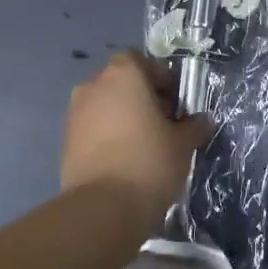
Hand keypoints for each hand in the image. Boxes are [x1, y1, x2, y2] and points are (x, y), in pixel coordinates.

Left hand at [62, 52, 209, 225]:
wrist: (103, 208)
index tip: (176, 104)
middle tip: (163, 125)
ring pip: (106, 106)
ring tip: (145, 145)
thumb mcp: (184, 144)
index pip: (142, 61)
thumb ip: (194, 126)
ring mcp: (75, 114)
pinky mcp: (66, 141)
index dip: (161, 78)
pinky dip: (108, 136)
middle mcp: (93, 86)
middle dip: (143, 98)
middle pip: (122, 82)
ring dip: (124, 117)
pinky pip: (93, 128)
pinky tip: (125, 161)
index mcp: (123, 75)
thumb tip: (201, 121)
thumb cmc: (149, 162)